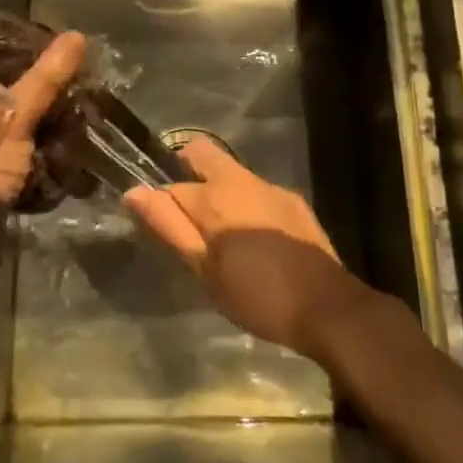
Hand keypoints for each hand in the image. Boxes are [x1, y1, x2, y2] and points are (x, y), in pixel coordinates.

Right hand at [124, 136, 369, 358]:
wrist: (328, 308)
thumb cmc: (258, 294)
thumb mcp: (204, 270)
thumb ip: (169, 226)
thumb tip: (134, 192)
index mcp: (216, 194)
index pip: (170, 185)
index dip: (158, 203)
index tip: (158, 228)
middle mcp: (243, 179)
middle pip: (203, 155)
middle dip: (186, 173)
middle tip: (187, 219)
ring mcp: (272, 188)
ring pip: (232, 176)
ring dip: (218, 195)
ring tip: (221, 239)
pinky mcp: (294, 203)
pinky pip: (256, 193)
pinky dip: (245, 207)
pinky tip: (253, 242)